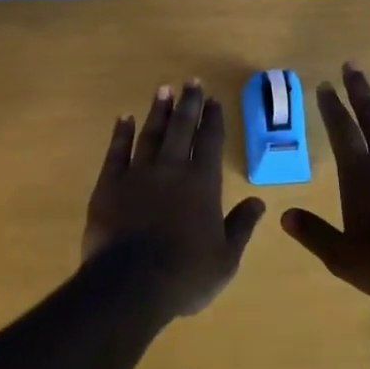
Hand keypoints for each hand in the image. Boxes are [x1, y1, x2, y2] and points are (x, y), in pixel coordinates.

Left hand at [84, 81, 264, 318]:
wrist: (130, 286)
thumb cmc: (184, 275)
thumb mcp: (225, 258)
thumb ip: (241, 226)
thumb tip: (259, 202)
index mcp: (202, 183)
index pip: (210, 141)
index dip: (213, 119)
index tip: (214, 100)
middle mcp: (172, 169)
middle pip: (182, 128)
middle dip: (188, 103)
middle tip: (191, 82)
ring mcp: (138, 174)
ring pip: (151, 133)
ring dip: (158, 110)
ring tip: (163, 89)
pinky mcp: (109, 185)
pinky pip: (116, 152)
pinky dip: (121, 133)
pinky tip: (124, 118)